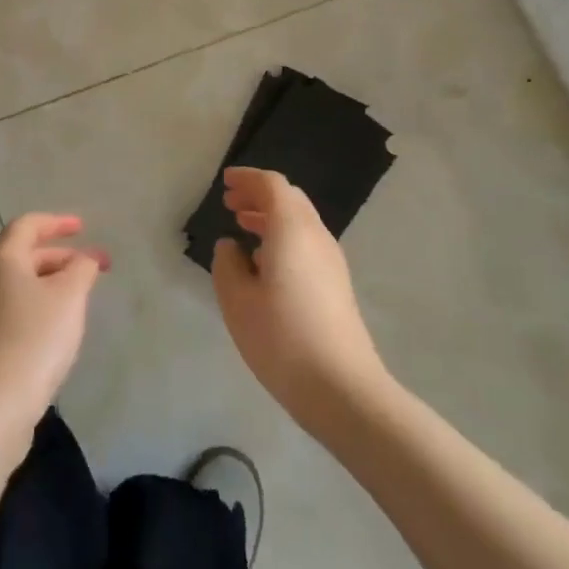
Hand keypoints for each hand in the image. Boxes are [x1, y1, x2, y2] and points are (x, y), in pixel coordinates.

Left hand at [0, 213, 109, 430]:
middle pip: (25, 254)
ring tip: (83, 295)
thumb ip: (82, 268)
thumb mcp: (69, 295)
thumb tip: (85, 259)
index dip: (57, 222)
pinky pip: (19, 307)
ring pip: (23, 283)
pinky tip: (62, 325)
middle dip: (62, 255)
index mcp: (2, 258)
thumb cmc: (34, 337)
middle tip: (95, 266)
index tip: (83, 228)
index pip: (28, 225)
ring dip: (54, 281)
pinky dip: (43, 304)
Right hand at [212, 168, 385, 424]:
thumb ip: (227, 264)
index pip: (272, 185)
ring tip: (243, 227)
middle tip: (230, 203)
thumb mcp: (237, 300)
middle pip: (290, 199)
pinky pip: (307, 243)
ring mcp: (332, 261)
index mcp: (292, 229)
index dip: (247, 179)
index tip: (225, 183)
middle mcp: (316, 236)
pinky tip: (265, 263)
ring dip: (271, 217)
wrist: (342, 389)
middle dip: (259, 195)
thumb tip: (231, 246)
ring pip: (300, 222)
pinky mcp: (337, 285)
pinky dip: (283, 237)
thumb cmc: (282, 338)